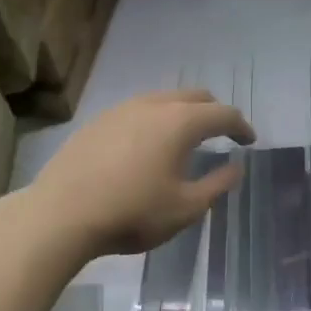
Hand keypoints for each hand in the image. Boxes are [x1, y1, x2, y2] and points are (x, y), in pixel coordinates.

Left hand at [29, 90, 255, 256]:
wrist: (61, 214)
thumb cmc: (132, 213)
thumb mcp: (185, 208)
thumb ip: (217, 185)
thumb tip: (236, 167)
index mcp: (180, 122)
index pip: (223, 114)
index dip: (241, 127)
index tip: (249, 141)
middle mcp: (152, 105)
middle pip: (194, 97)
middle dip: (214, 113)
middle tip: (222, 134)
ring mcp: (121, 110)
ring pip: (163, 100)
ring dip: (183, 114)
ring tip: (186, 138)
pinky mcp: (97, 122)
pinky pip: (138, 111)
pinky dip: (156, 121)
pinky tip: (148, 145)